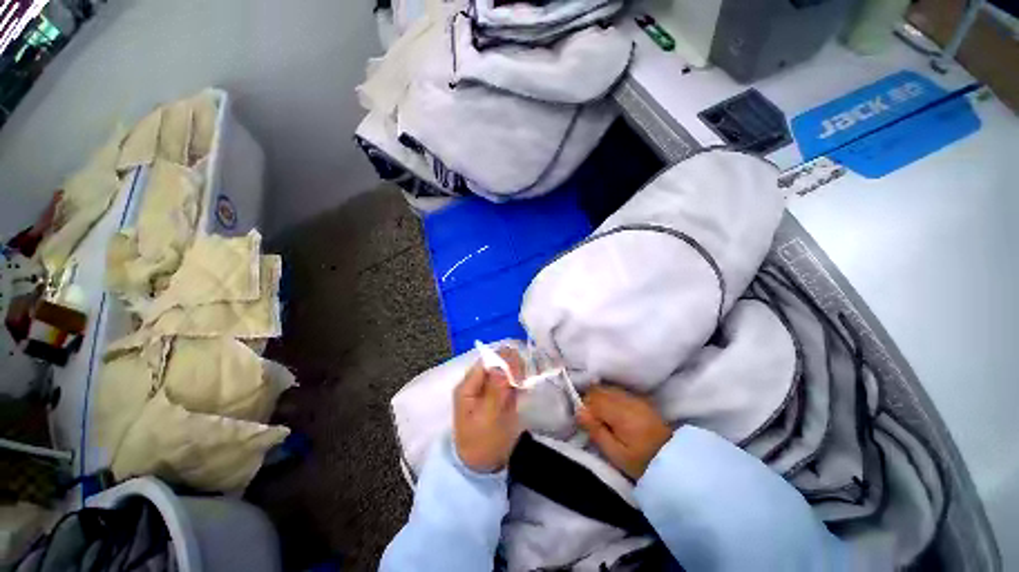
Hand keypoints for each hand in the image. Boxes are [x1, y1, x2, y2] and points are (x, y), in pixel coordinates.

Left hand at [454, 348, 524, 472]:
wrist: (482, 467)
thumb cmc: (481, 444)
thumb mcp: (487, 418)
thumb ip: (494, 390)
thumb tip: (502, 364)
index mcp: (468, 386)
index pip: (486, 362)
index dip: (503, 360)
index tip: (519, 368)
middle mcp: (477, 383)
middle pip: (495, 363)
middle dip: (511, 365)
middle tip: (524, 376)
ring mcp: (488, 389)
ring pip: (504, 370)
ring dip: (516, 371)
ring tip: (525, 379)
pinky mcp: (498, 396)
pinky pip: (509, 380)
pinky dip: (518, 379)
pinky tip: (525, 382)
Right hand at [577, 385, 672, 479]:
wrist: (674, 461)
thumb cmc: (642, 462)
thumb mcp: (616, 454)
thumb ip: (596, 431)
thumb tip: (579, 411)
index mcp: (621, 413)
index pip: (593, 398)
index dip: (585, 407)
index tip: (586, 423)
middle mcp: (627, 399)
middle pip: (599, 390)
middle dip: (591, 401)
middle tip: (593, 421)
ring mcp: (635, 397)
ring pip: (607, 389)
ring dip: (600, 399)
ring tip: (603, 418)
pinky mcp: (640, 399)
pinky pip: (617, 391)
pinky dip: (610, 399)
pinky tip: (613, 413)